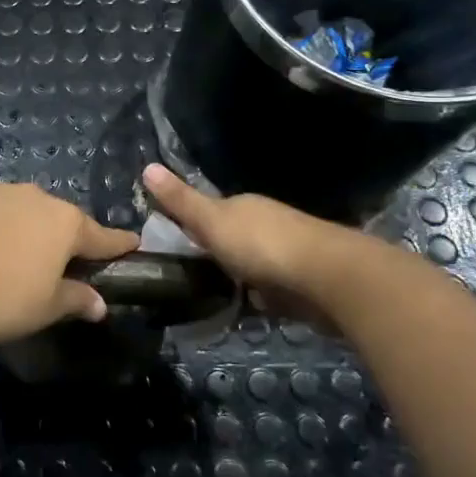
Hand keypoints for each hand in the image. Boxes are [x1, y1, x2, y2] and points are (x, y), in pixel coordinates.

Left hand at [0, 182, 139, 350]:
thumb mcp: (45, 308)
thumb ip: (76, 299)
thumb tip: (99, 303)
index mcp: (63, 223)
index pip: (101, 235)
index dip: (117, 244)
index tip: (131, 245)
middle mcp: (33, 196)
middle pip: (56, 218)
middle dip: (59, 237)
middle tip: (52, 263)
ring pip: (17, 208)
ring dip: (18, 226)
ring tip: (3, 255)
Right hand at [140, 163, 361, 312]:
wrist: (328, 278)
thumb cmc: (261, 245)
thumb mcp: (211, 221)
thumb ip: (180, 201)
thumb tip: (147, 166)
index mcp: (243, 205)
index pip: (210, 211)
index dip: (191, 225)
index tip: (172, 245)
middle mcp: (266, 223)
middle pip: (232, 238)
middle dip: (215, 253)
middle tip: (188, 276)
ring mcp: (287, 252)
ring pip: (252, 264)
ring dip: (238, 277)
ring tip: (213, 297)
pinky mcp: (302, 283)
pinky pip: (271, 289)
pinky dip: (260, 297)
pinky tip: (248, 310)